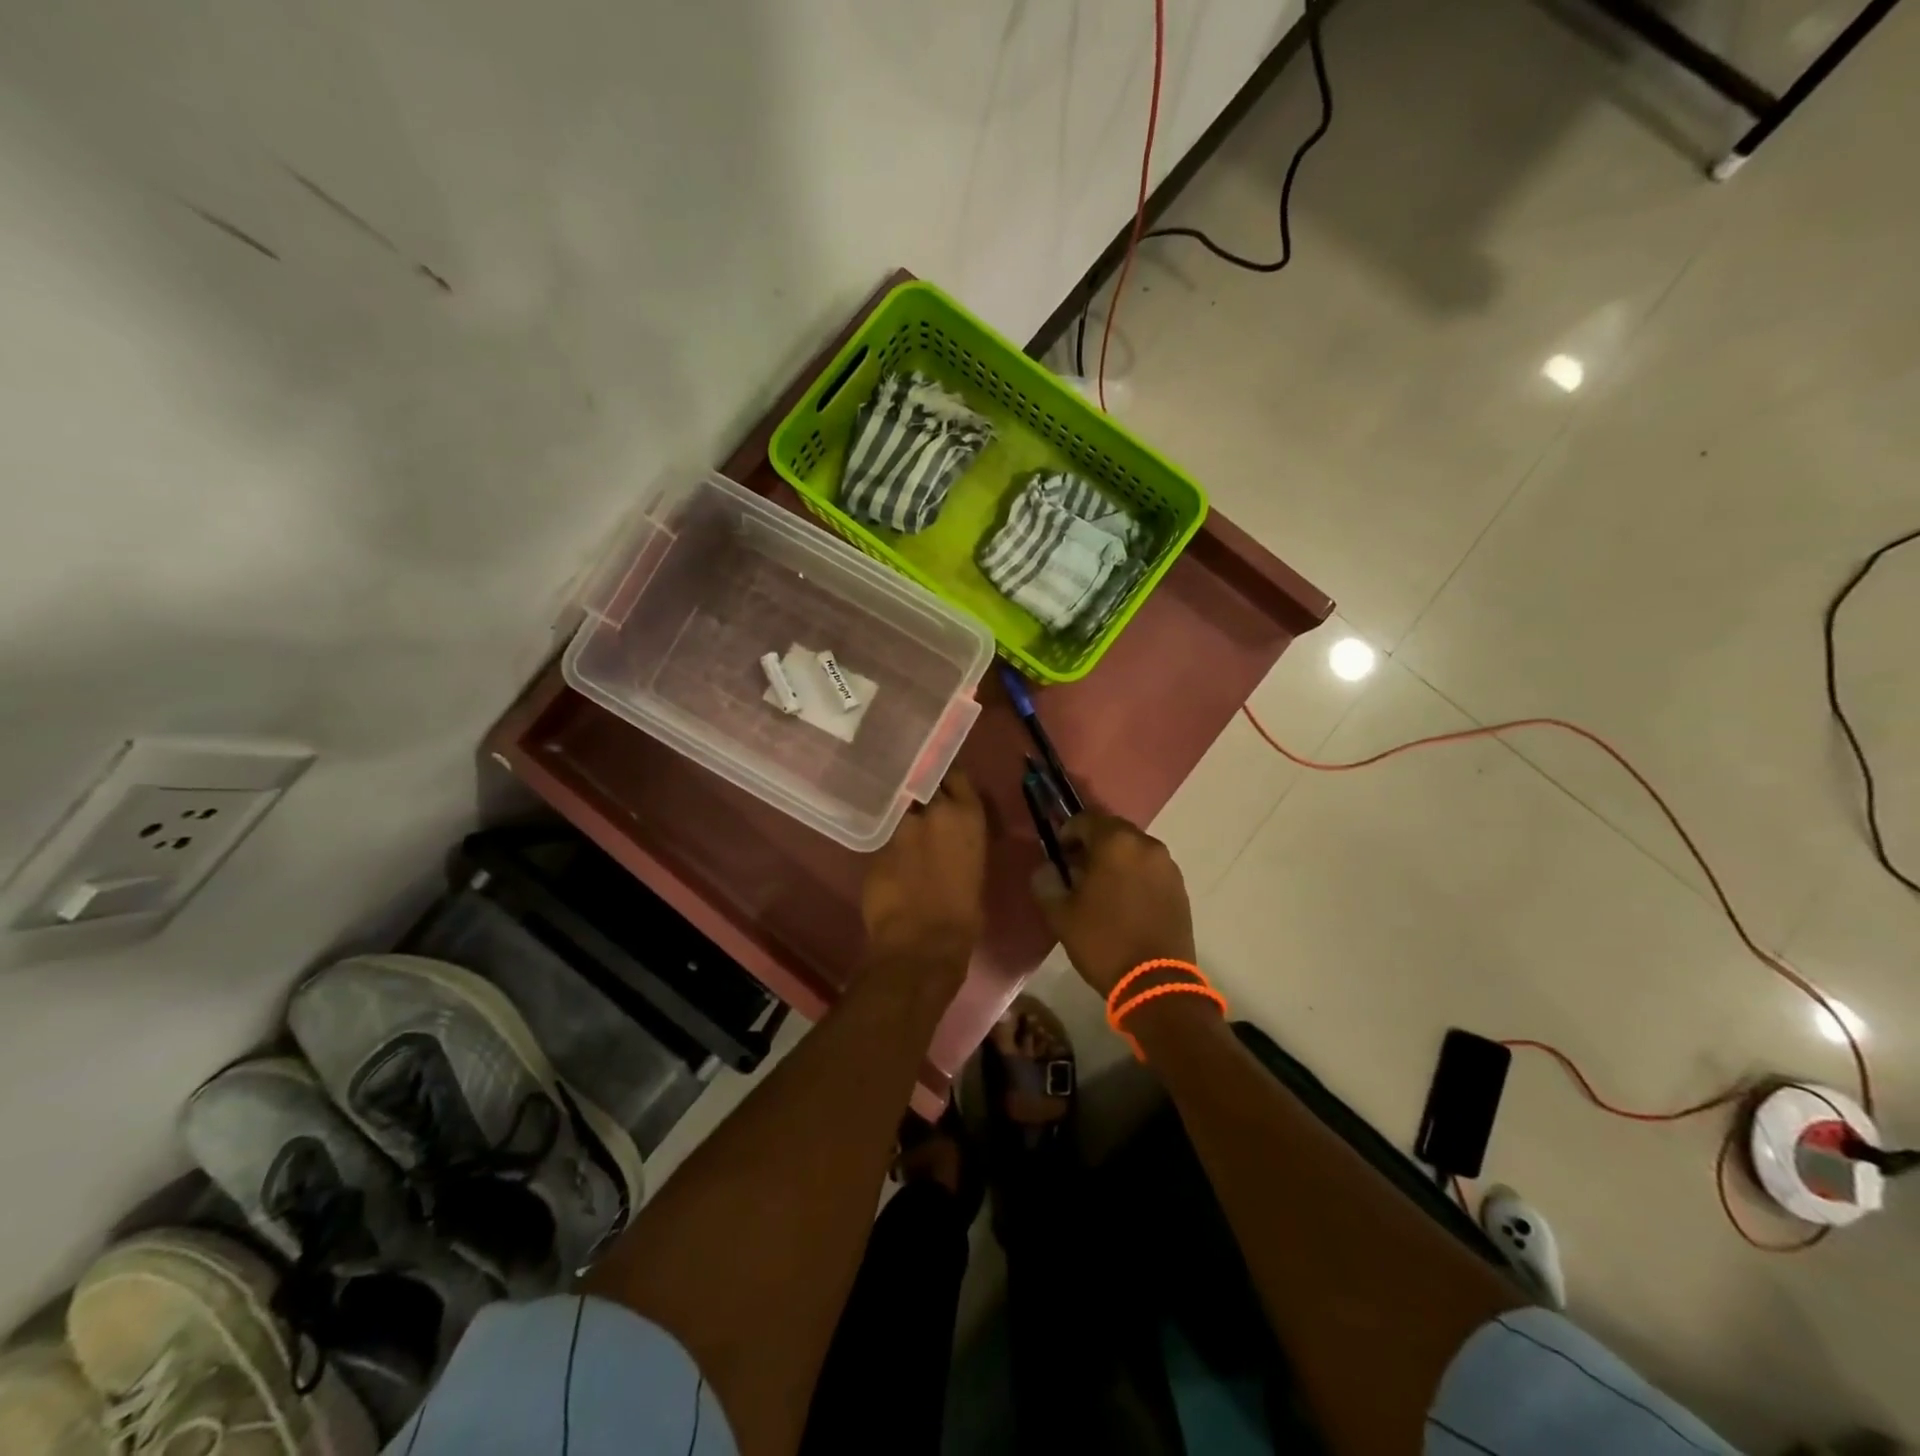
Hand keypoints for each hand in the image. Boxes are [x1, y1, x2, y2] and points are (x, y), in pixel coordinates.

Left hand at [861, 772, 987, 981]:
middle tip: (920, 797)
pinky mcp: (875, 844)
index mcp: (967, 815)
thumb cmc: (964, 914)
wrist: (923, 942)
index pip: (955, 773)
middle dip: (920, 786)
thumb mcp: (975, 867)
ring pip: (899, 806)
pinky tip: (890, 851)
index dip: (946, 776)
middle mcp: (933, 810)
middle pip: (922, 781)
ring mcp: (901, 825)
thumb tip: (950, 838)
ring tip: (903, 824)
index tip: (942, 780)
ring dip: (901, 812)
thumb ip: (961, 840)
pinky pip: (883, 833)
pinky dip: (887, 839)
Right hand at [1033, 813, 1194, 996]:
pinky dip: (1135, 875)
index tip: (1058, 854)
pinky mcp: (1180, 887)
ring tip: (1101, 888)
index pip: (1085, 819)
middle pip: (1113, 831)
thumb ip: (1048, 883)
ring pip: (1134, 849)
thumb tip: (1047, 869)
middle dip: (1093, 844)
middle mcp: (1146, 845)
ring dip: (1116, 859)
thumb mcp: (1061, 914)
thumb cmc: (1103, 942)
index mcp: (1115, 843)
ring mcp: (1167, 866)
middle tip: (1076, 870)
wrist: (1156, 983)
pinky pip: (1150, 869)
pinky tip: (1124, 901)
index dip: (1067, 833)